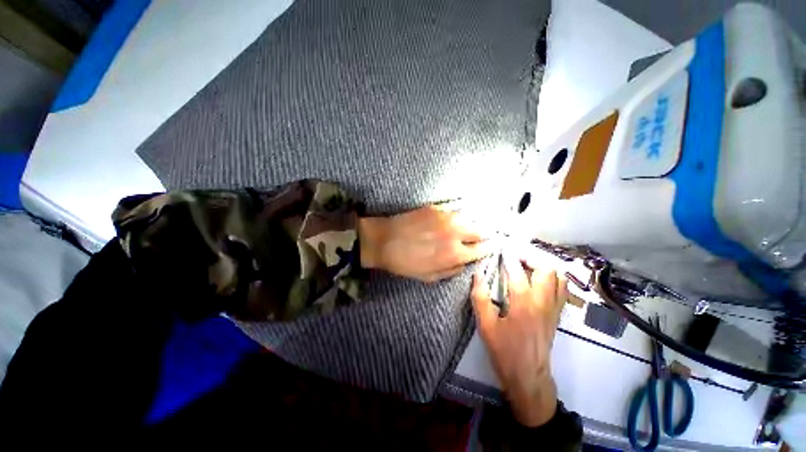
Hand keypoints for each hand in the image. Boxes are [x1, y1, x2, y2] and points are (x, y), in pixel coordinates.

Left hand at [358, 205, 492, 281]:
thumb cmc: (405, 263)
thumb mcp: (429, 277)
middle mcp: (455, 233)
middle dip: (482, 236)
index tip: (488, 247)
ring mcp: (446, 217)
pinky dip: (457, 216)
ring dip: (470, 224)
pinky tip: (451, 219)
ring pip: (469, 218)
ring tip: (465, 228)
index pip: (482, 250)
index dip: (487, 249)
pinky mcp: (435, 207)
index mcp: (454, 254)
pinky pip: (453, 210)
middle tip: (478, 238)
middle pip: (480, 231)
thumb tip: (466, 262)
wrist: (384, 241)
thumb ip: (452, 270)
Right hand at [471, 249, 567, 426]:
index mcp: (523, 304)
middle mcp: (543, 302)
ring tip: (526, 265)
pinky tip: (537, 279)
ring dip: (543, 266)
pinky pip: (561, 289)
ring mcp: (554, 308)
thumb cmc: (504, 351)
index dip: (509, 257)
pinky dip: (551, 278)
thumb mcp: (485, 325)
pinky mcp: (556, 315)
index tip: (501, 248)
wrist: (529, 377)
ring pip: (558, 277)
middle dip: (530, 257)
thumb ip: (480, 297)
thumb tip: (477, 275)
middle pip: (546, 269)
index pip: (518, 271)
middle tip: (514, 256)